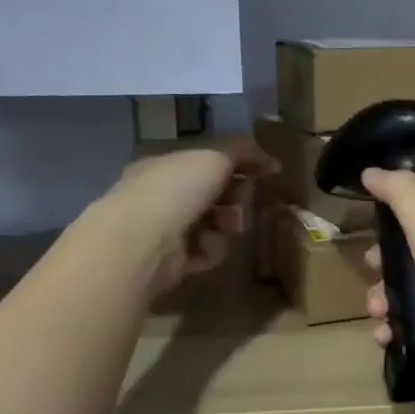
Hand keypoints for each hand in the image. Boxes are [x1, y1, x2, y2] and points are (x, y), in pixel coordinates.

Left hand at [89, 138, 275, 298]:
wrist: (143, 240)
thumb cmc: (176, 188)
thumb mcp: (215, 156)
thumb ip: (244, 152)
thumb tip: (272, 162)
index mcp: (167, 165)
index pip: (209, 163)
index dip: (238, 166)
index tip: (261, 173)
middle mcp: (164, 195)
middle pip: (217, 195)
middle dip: (236, 199)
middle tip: (239, 203)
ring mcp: (168, 229)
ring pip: (216, 225)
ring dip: (227, 226)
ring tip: (225, 228)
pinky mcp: (174, 261)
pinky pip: (208, 251)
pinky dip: (212, 249)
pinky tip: (205, 248)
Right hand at [360, 168, 414, 406]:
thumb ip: (401, 194)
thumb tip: (372, 171)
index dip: (402, 214)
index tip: (378, 228)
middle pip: (414, 251)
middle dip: (384, 265)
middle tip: (371, 272)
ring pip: (411, 289)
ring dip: (385, 299)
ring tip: (377, 313)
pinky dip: (396, 327)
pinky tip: (385, 335)